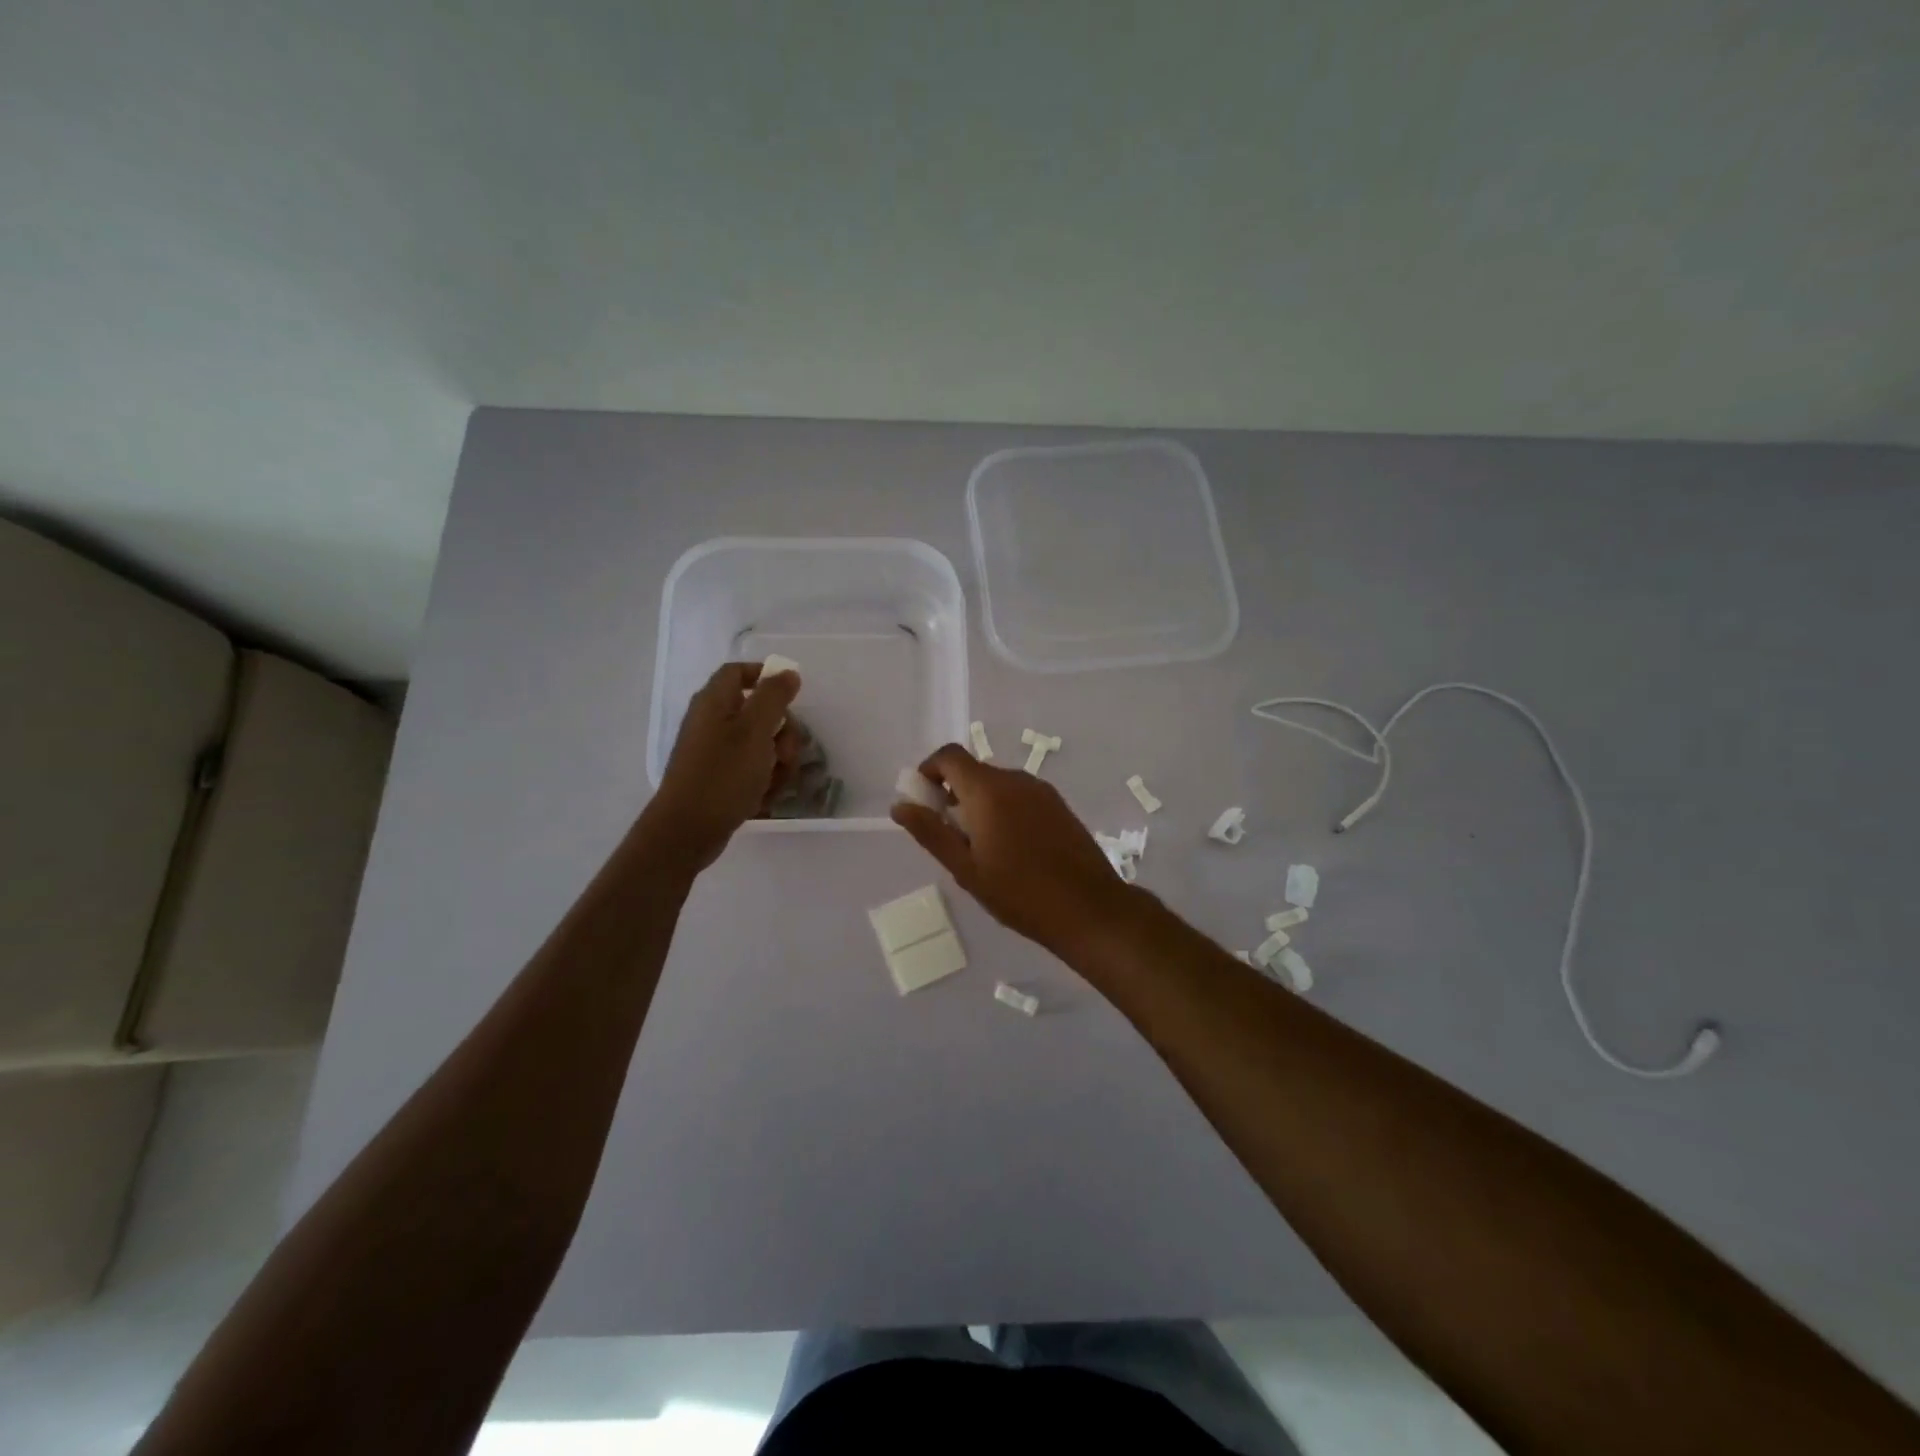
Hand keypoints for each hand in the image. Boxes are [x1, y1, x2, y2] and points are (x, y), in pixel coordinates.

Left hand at [644, 662, 800, 871]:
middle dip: (782, 732)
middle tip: (785, 753)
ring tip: (774, 782)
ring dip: (777, 761)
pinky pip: (751, 769)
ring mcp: (714, 752)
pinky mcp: (719, 777)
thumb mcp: (755, 731)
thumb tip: (787, 673)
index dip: (766, 677)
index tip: (792, 696)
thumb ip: (774, 697)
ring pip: (760, 744)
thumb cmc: (723, 775)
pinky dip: (762, 780)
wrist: (687, 830)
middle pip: (758, 712)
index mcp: (715, 702)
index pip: (739, 672)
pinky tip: (763, 797)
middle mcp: (712, 721)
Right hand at [891, 744, 1135, 955]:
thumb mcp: (966, 869)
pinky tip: (1012, 848)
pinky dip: (1005, 809)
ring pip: (998, 784)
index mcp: (988, 790)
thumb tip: (900, 806)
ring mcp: (1042, 790)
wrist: (1089, 908)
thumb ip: (931, 833)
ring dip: (980, 803)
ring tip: (982, 848)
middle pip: (974, 770)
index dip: (929, 770)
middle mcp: (1015, 779)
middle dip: (954, 793)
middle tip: (951, 835)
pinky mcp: (1059, 805)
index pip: (949, 755)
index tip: (924, 801)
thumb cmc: (1019, 893)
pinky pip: (1020, 795)